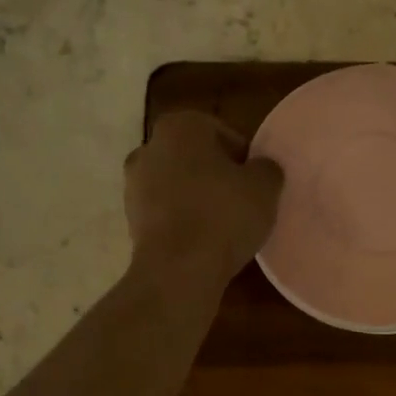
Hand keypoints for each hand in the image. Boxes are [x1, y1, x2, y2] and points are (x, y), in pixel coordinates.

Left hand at [125, 112, 282, 288]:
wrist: (177, 270)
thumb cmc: (223, 215)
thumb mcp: (264, 186)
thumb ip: (266, 168)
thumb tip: (261, 169)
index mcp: (180, 126)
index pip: (221, 134)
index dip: (244, 158)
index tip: (256, 182)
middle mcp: (149, 147)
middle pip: (195, 159)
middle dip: (216, 176)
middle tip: (242, 201)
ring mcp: (133, 185)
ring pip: (177, 185)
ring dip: (197, 199)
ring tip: (224, 226)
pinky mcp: (129, 220)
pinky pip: (166, 213)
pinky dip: (182, 221)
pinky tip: (203, 241)